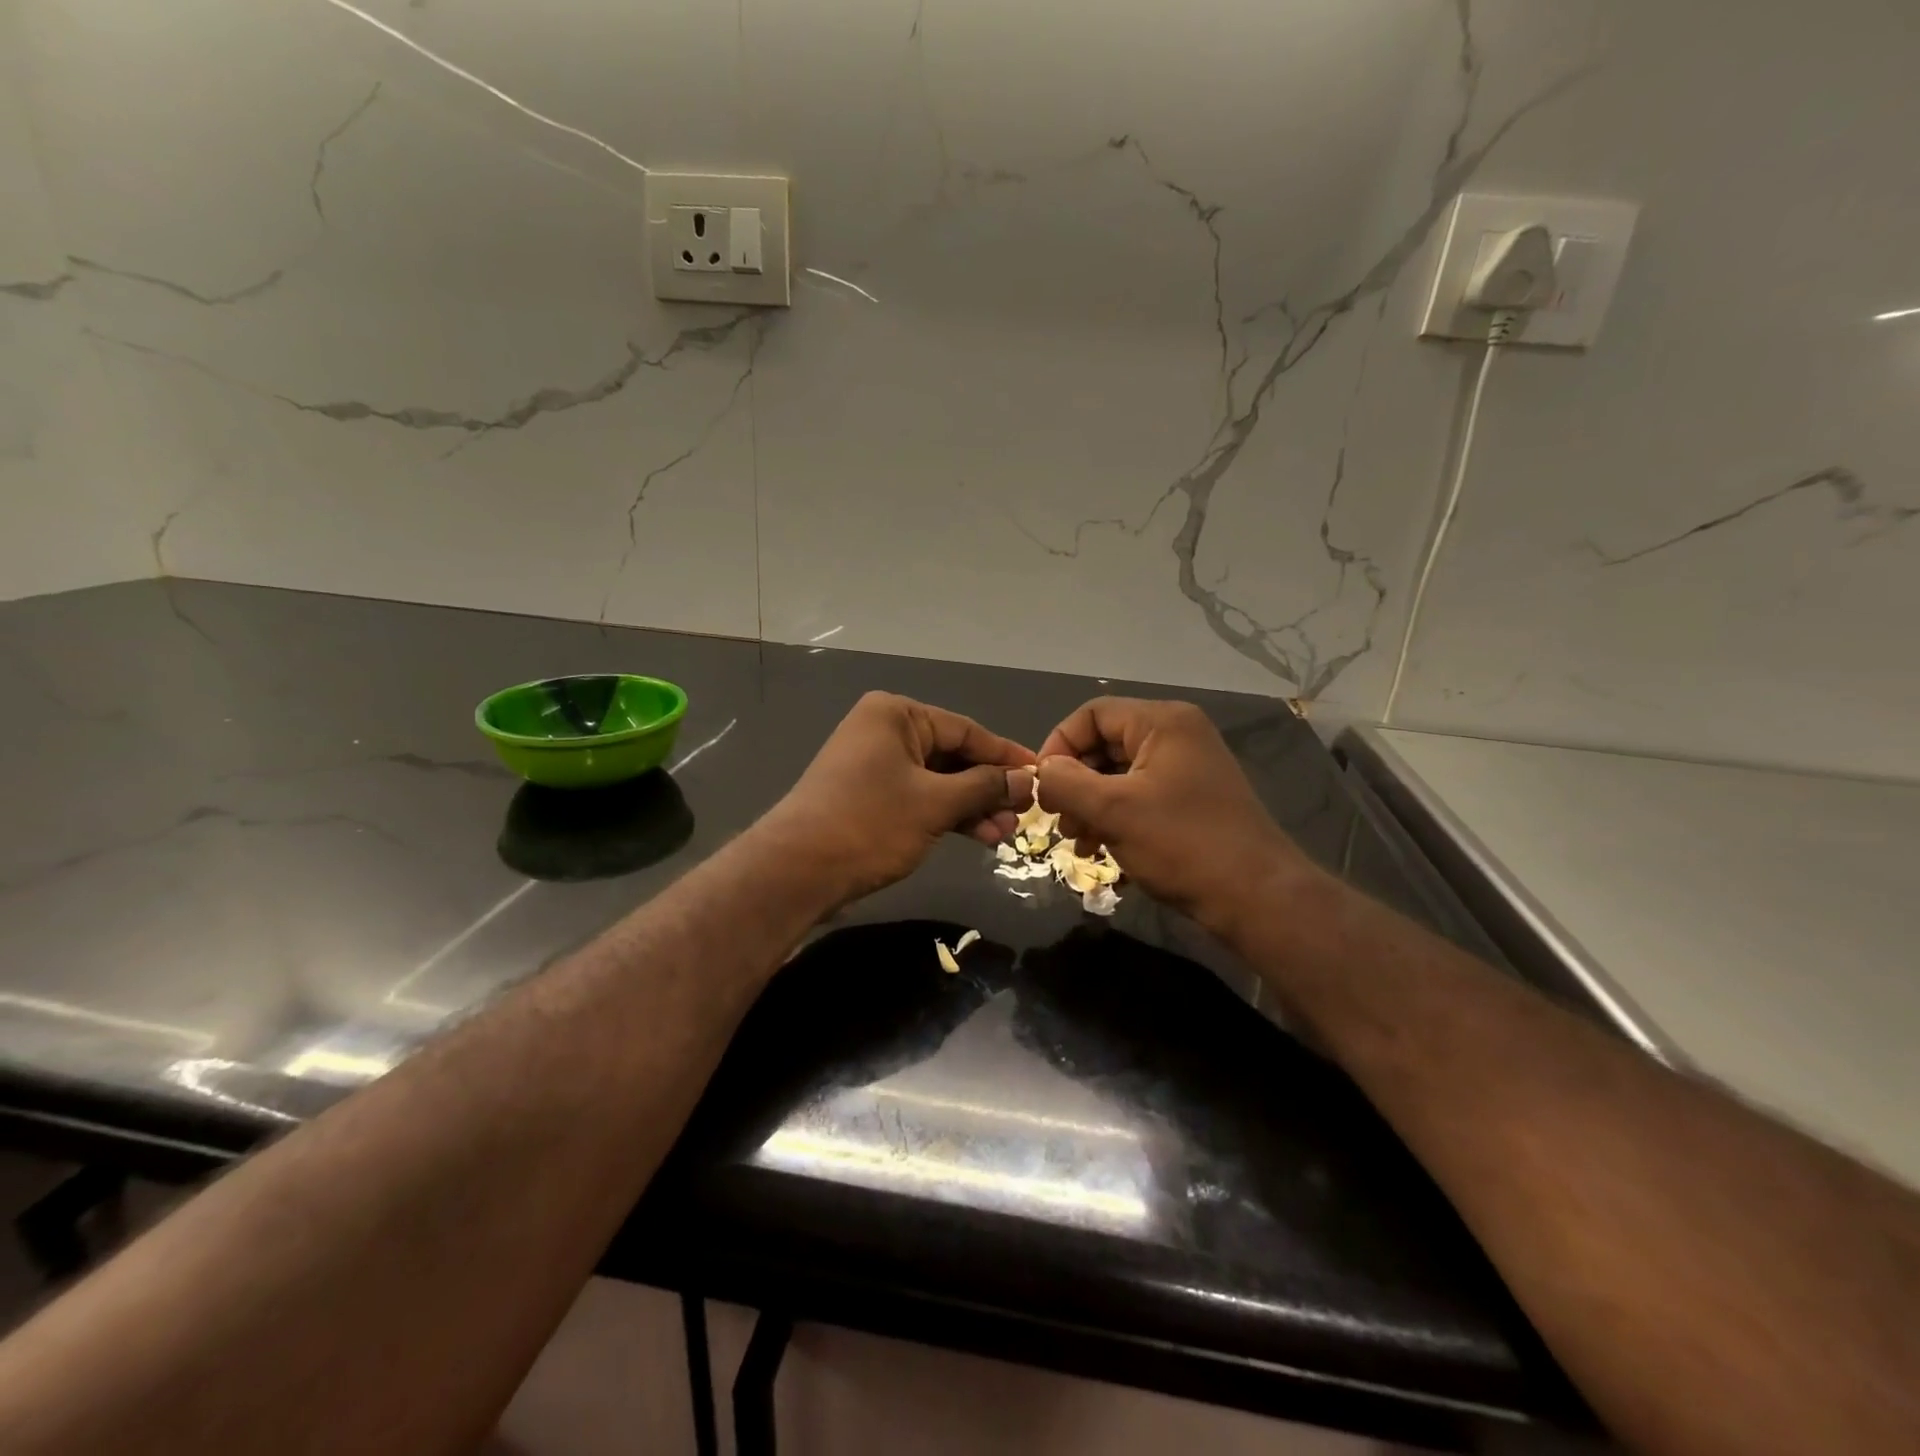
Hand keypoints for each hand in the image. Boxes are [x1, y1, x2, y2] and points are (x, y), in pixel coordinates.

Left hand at [763, 692, 1035, 904]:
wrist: (796, 870)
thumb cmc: (869, 823)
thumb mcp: (935, 803)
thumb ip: (984, 787)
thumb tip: (1027, 780)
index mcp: (896, 714)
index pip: (966, 730)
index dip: (1006, 756)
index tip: (1041, 775)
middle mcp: (885, 731)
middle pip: (953, 756)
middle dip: (989, 788)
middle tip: (1024, 815)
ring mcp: (875, 765)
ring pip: (938, 781)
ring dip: (972, 807)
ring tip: (1004, 834)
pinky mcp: (870, 796)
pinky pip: (920, 798)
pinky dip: (947, 815)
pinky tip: (977, 836)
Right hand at [1035, 698, 1316, 937]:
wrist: (1257, 897)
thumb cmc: (1182, 844)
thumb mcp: (1113, 811)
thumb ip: (1066, 783)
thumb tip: (1042, 771)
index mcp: (1162, 722)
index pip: (1092, 714)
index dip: (1059, 745)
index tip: (1043, 787)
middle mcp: (1177, 736)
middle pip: (1105, 744)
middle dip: (1074, 782)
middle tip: (1058, 819)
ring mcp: (1187, 768)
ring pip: (1119, 774)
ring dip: (1090, 804)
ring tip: (1078, 841)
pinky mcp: (1191, 799)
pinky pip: (1139, 796)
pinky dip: (1114, 817)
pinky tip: (1100, 849)